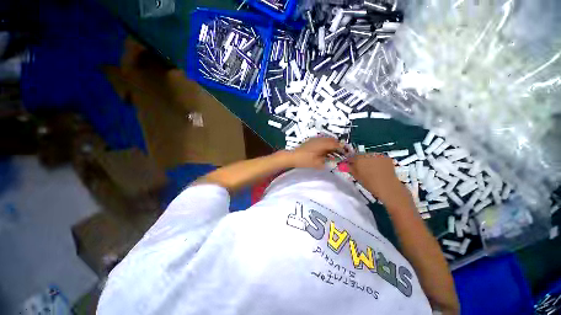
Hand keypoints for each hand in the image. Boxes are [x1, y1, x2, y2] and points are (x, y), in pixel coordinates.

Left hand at [287, 137, 343, 168]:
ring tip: (333, 152)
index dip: (341, 148)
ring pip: (326, 140)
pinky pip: (321, 140)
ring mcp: (314, 139)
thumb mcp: (317, 163)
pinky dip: (326, 145)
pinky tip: (325, 151)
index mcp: (322, 144)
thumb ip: (327, 161)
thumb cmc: (305, 160)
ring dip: (331, 145)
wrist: (292, 156)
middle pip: (332, 140)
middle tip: (340, 152)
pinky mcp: (311, 141)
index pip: (335, 144)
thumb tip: (334, 160)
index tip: (345, 152)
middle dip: (337, 145)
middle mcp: (319, 139)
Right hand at [348, 153, 413, 207]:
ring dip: (368, 160)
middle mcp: (367, 154)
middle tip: (361, 168)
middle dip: (360, 160)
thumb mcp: (356, 176)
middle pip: (361, 155)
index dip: (350, 161)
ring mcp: (378, 155)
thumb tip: (344, 164)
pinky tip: (379, 168)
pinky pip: (378, 157)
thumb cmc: (369, 183)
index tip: (351, 166)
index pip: (351, 156)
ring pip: (370, 155)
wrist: (387, 187)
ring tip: (371, 169)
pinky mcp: (386, 157)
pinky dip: (377, 161)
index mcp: (358, 158)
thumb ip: (350, 168)